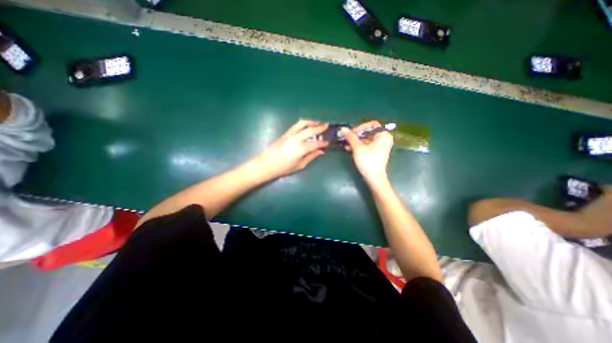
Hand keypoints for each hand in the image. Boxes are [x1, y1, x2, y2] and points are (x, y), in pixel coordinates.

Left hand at [253, 119, 329, 180]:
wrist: (267, 164)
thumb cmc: (284, 168)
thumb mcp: (300, 165)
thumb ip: (311, 157)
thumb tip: (320, 151)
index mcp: (301, 149)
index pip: (316, 143)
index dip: (323, 143)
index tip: (328, 142)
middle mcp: (297, 139)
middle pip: (311, 130)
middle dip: (320, 127)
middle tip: (327, 126)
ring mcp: (290, 134)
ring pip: (303, 123)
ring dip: (312, 122)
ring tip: (318, 123)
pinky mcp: (286, 133)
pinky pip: (297, 125)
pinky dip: (304, 123)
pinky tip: (307, 126)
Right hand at [342, 120, 393, 183]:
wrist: (374, 178)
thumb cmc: (367, 161)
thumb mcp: (357, 147)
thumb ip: (350, 137)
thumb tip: (342, 128)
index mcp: (383, 135)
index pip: (371, 125)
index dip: (360, 127)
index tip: (351, 133)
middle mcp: (383, 139)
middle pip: (368, 132)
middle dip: (356, 135)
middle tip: (347, 138)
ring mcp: (380, 146)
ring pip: (366, 139)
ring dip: (355, 141)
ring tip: (345, 144)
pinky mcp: (376, 153)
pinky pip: (367, 145)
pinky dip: (359, 146)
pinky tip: (349, 149)